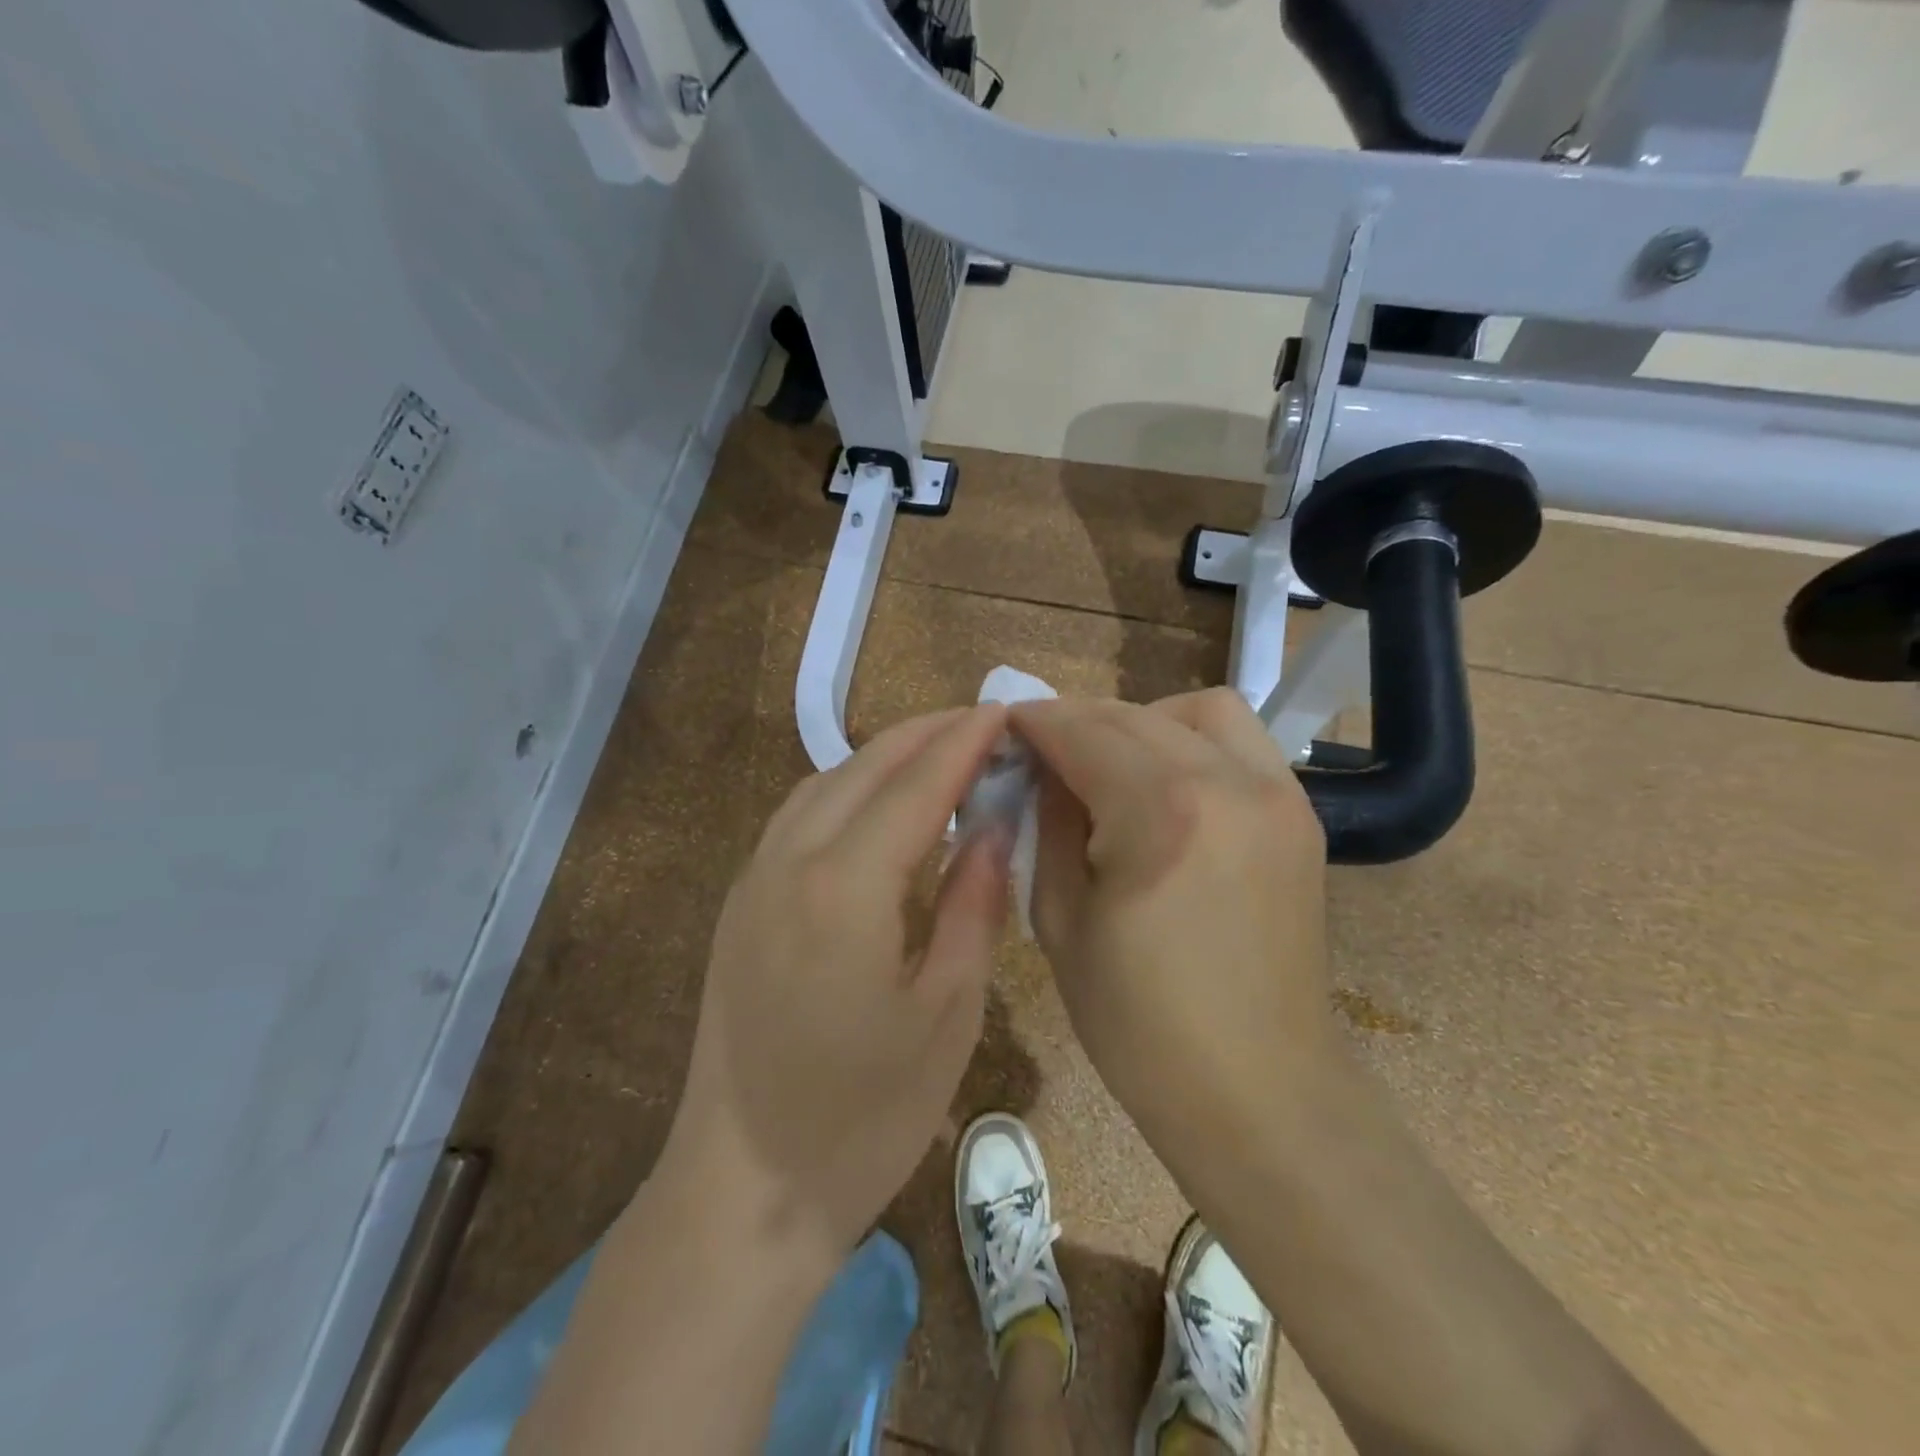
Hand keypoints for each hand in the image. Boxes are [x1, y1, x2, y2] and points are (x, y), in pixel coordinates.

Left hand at [659, 706, 1013, 1268]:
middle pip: (864, 767)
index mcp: (845, 888)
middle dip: (926, 734)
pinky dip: (847, 789)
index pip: (916, 785)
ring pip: (824, 782)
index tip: (1004, 711)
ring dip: (884, 757)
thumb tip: (994, 824)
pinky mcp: (740, 902)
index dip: (964, 743)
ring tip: (939, 756)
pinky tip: (879, 807)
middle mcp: (789, 861)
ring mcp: (754, 878)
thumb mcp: (947, 1012)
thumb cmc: (864, 1116)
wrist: (745, 1189)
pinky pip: (799, 815)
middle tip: (982, 724)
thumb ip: (973, 903)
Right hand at [1011, 689, 1339, 1158]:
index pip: (1082, 732)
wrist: (1258, 1088)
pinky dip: (1193, 741)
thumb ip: (1048, 824)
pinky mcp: (1300, 814)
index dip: (1035, 722)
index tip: (1005, 725)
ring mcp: (1276, 794)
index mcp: (1160, 812)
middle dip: (1078, 720)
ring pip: (1200, 709)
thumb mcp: (1060, 919)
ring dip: (1143, 720)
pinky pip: (1242, 742)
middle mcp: (1227, 782)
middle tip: (1045, 751)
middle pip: (1134, 715)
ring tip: (1113, 762)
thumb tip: (1043, 769)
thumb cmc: (1139, 1022)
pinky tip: (1166, 785)